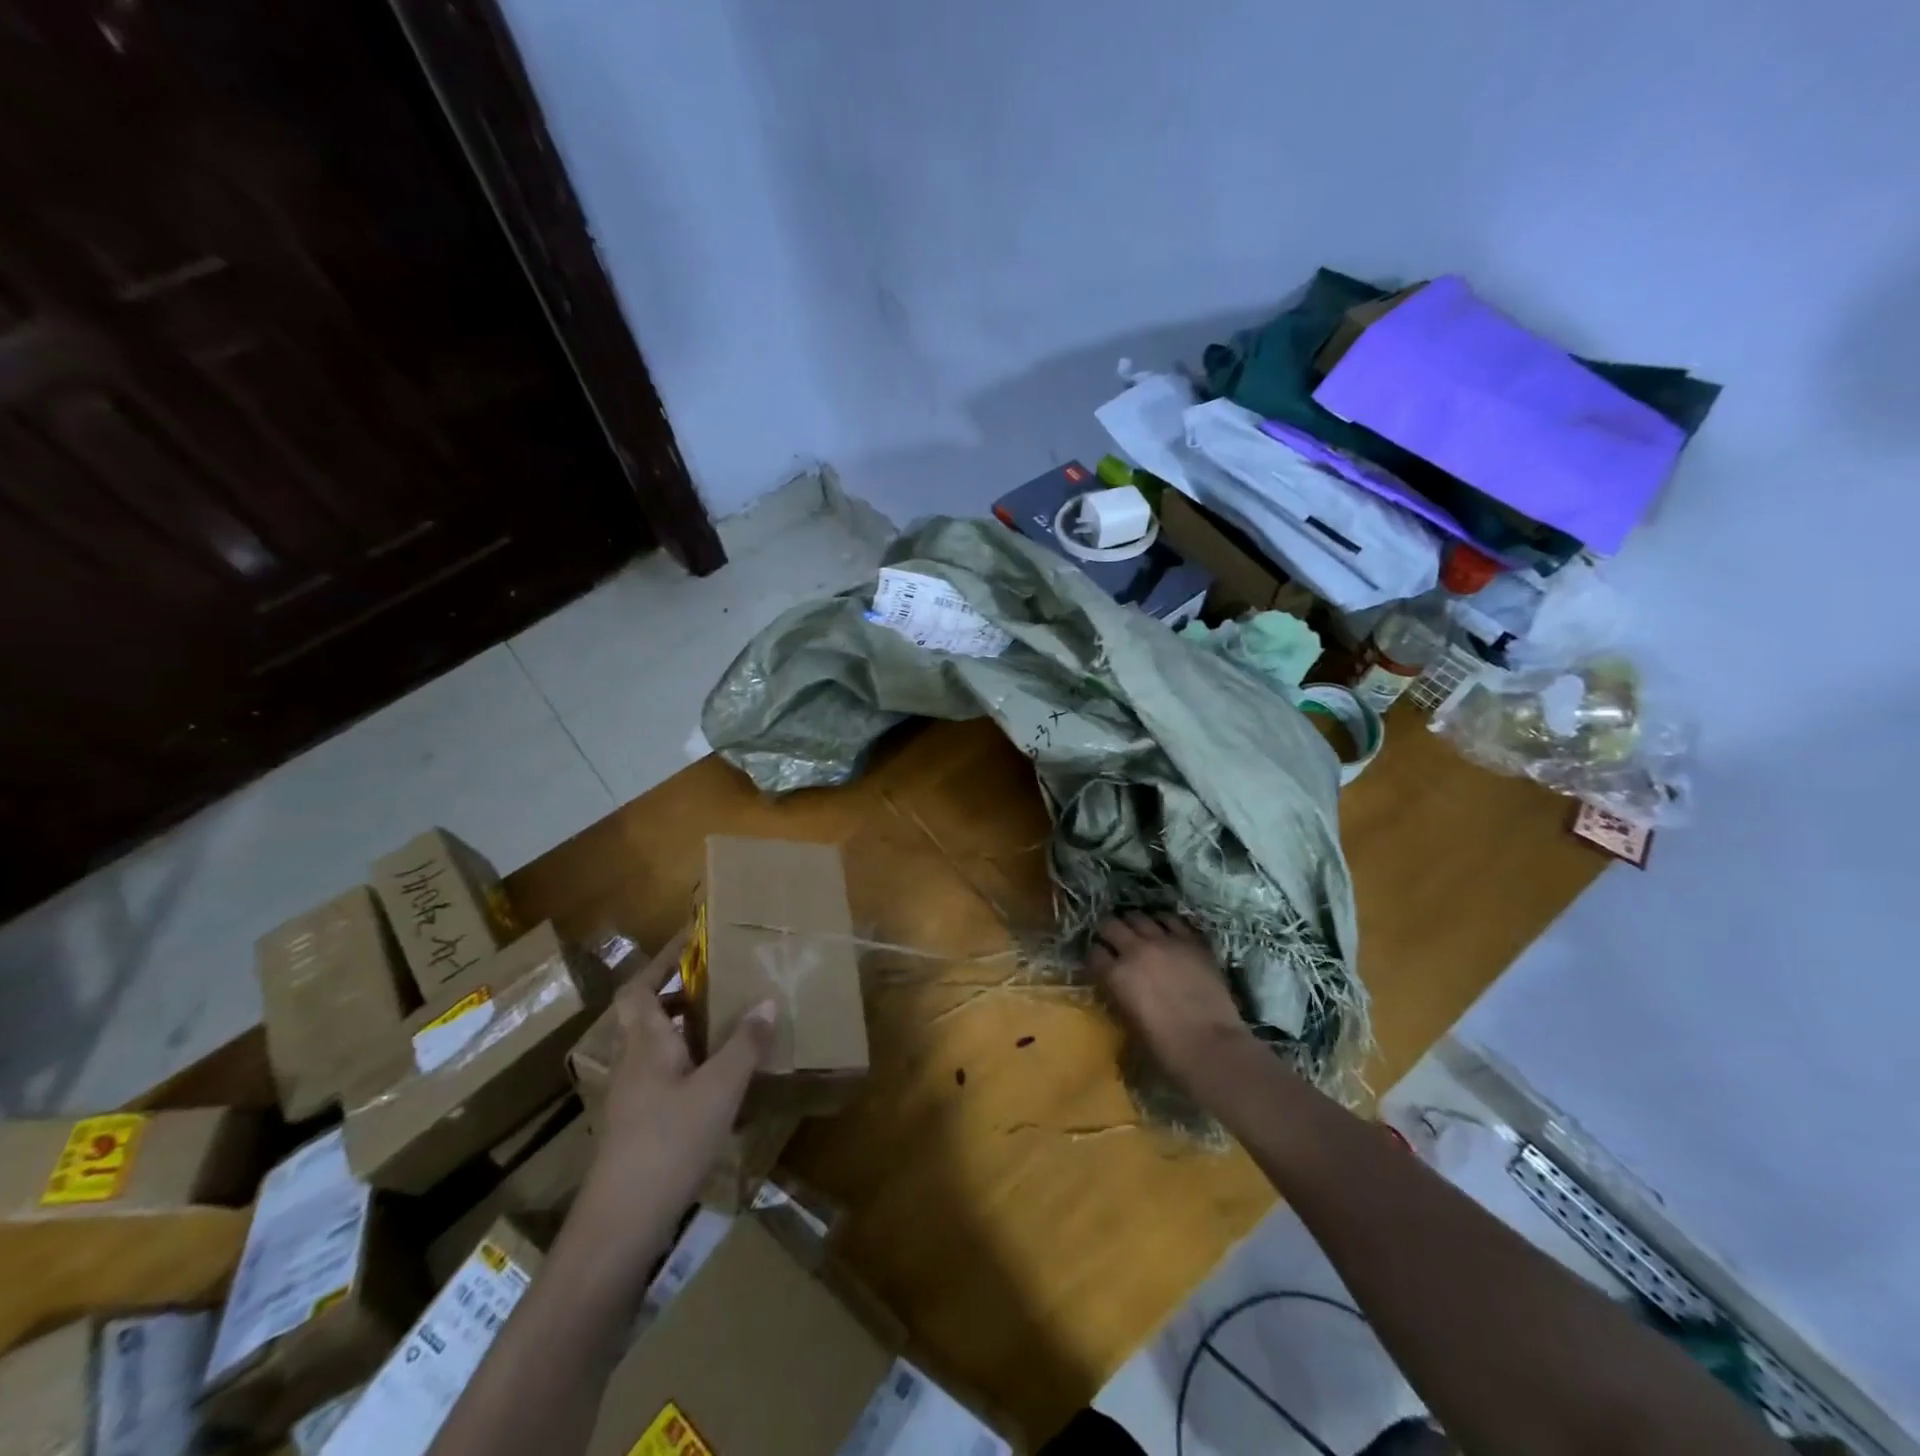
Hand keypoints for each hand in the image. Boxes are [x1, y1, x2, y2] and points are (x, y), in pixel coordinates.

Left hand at [574, 931, 775, 1269]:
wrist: (621, 1222)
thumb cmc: (670, 1141)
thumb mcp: (720, 1088)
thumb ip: (745, 1044)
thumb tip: (766, 999)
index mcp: (647, 1042)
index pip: (639, 987)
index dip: (661, 960)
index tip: (690, 939)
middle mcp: (633, 1062)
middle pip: (645, 1014)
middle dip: (678, 993)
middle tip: (717, 981)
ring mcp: (632, 1096)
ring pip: (654, 1046)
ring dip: (683, 1028)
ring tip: (724, 1024)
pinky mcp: (638, 1125)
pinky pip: (662, 1074)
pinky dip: (686, 1062)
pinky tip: (715, 1080)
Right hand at [1087, 913, 1251, 1091]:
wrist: (1212, 1047)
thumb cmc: (1166, 1048)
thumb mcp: (1129, 1022)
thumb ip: (1119, 994)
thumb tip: (1118, 984)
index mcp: (1116, 975)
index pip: (1094, 952)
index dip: (1095, 955)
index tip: (1099, 960)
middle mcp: (1136, 950)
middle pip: (1110, 924)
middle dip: (1107, 930)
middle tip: (1112, 938)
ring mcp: (1165, 942)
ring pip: (1139, 916)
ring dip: (1134, 923)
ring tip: (1137, 930)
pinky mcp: (1191, 941)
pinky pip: (1171, 919)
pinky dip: (1163, 922)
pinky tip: (1164, 930)